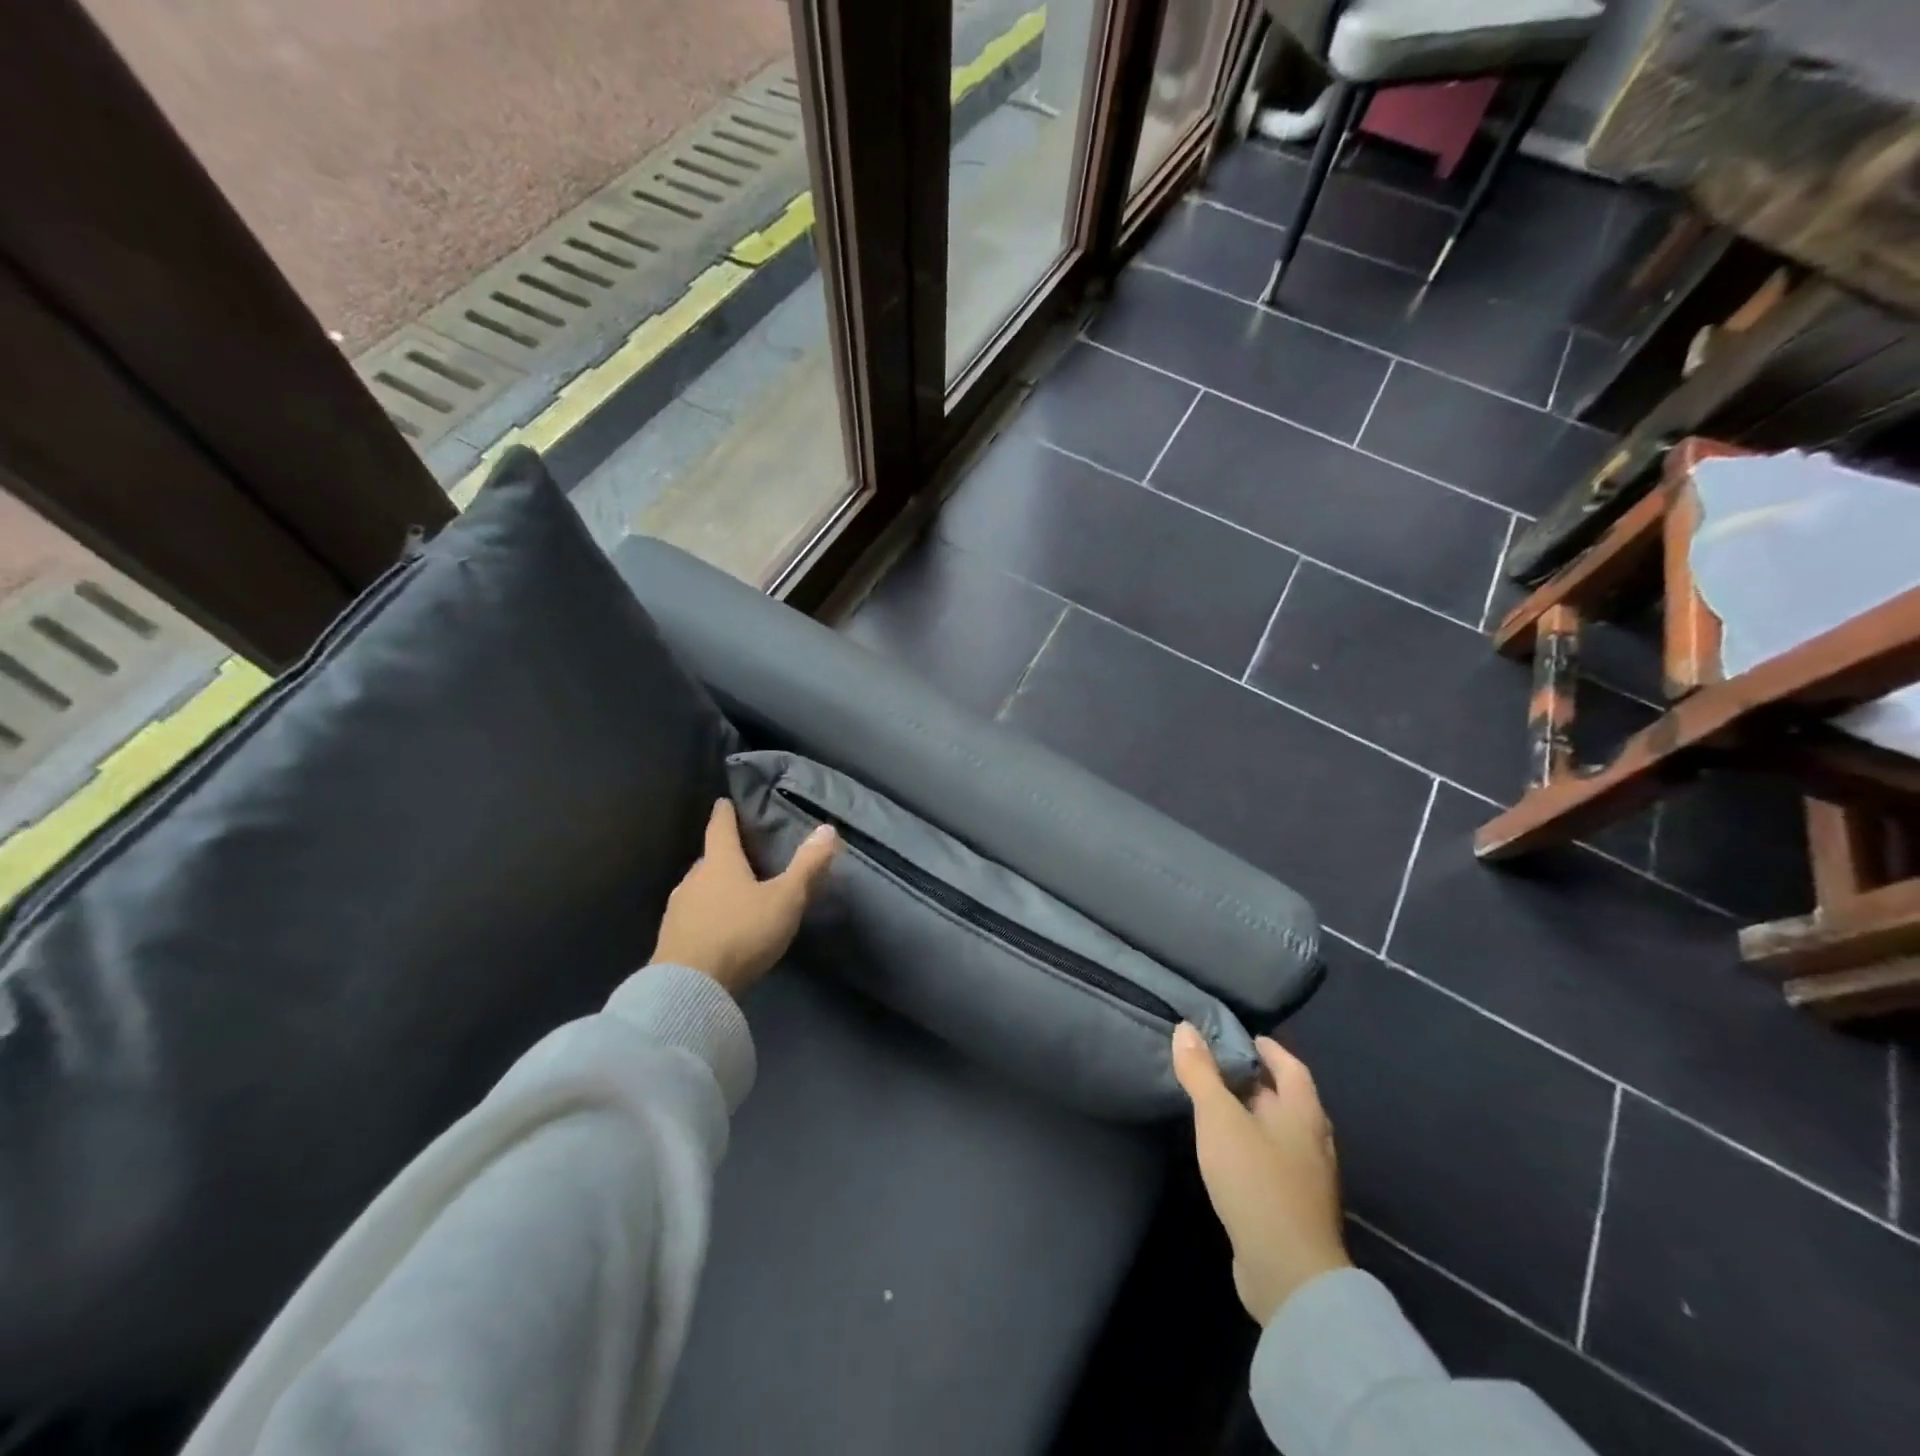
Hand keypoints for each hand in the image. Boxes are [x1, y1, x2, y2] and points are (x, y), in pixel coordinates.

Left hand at [651, 800, 837, 997]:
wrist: (689, 988)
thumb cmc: (741, 932)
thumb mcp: (785, 899)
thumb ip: (807, 866)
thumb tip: (827, 829)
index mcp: (719, 863)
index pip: (720, 828)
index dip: (725, 814)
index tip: (724, 802)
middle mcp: (693, 880)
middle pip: (709, 860)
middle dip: (724, 856)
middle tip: (743, 857)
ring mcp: (677, 911)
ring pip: (699, 890)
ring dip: (714, 889)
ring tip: (734, 896)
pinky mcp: (670, 940)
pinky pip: (692, 917)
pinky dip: (706, 916)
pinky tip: (718, 930)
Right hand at [1171, 1024, 1349, 1325]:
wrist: (1288, 1274)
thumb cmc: (1255, 1180)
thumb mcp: (1219, 1118)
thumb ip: (1201, 1073)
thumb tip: (1186, 1028)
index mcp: (1304, 1113)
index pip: (1290, 1066)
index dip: (1268, 1048)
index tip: (1241, 1037)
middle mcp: (1314, 1141)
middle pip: (1287, 1099)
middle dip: (1256, 1081)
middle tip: (1219, 1067)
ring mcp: (1308, 1179)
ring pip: (1280, 1133)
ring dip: (1253, 1116)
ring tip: (1217, 1106)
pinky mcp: (1295, 1209)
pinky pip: (1274, 1162)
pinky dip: (1253, 1147)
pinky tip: (1228, 1154)